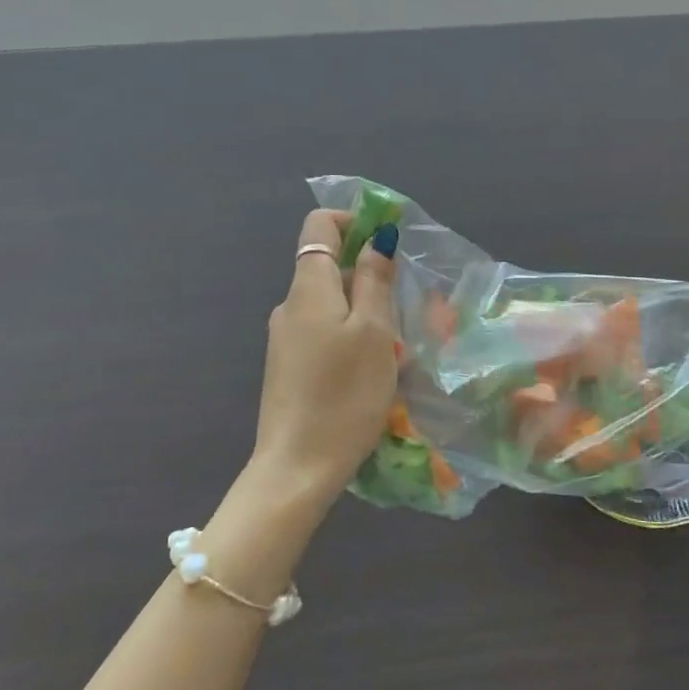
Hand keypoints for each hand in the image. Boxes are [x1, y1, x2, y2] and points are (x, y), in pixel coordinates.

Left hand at [254, 209, 400, 505]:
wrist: (295, 469)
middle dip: (367, 270)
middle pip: (327, 264)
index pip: (320, 224)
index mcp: (308, 287)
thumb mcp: (374, 333)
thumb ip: (375, 280)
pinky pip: (322, 330)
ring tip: (395, 343)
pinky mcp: (287, 366)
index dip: (354, 220)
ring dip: (362, 307)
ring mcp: (285, 338)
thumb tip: (378, 236)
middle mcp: (290, 305)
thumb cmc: (343, 395)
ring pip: (329, 301)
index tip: (388, 240)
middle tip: (403, 302)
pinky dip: (348, 333)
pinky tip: (370, 368)